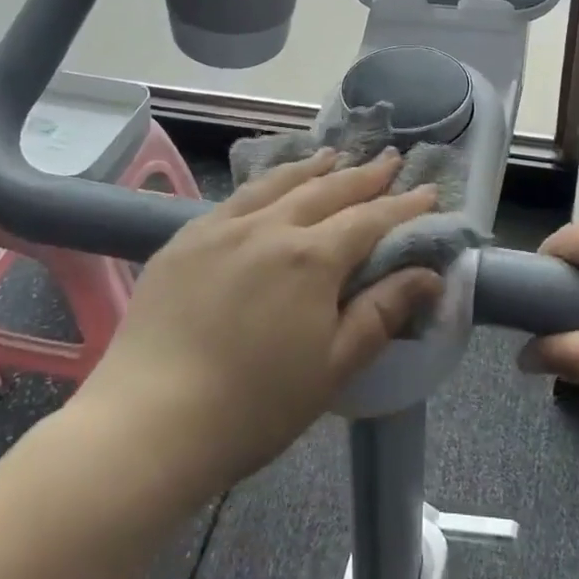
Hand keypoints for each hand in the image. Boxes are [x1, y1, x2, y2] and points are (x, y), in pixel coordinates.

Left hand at [74, 149, 443, 495]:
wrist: (148, 423)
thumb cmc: (254, 406)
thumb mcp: (333, 367)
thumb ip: (382, 313)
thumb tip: (429, 275)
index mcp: (311, 258)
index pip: (370, 219)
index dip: (404, 206)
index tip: (429, 191)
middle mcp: (269, 227)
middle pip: (327, 190)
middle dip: (364, 175)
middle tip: (391, 160)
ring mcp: (222, 228)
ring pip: (278, 183)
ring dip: (314, 167)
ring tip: (335, 155)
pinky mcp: (185, 239)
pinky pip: (237, 196)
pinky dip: (266, 182)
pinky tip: (270, 185)